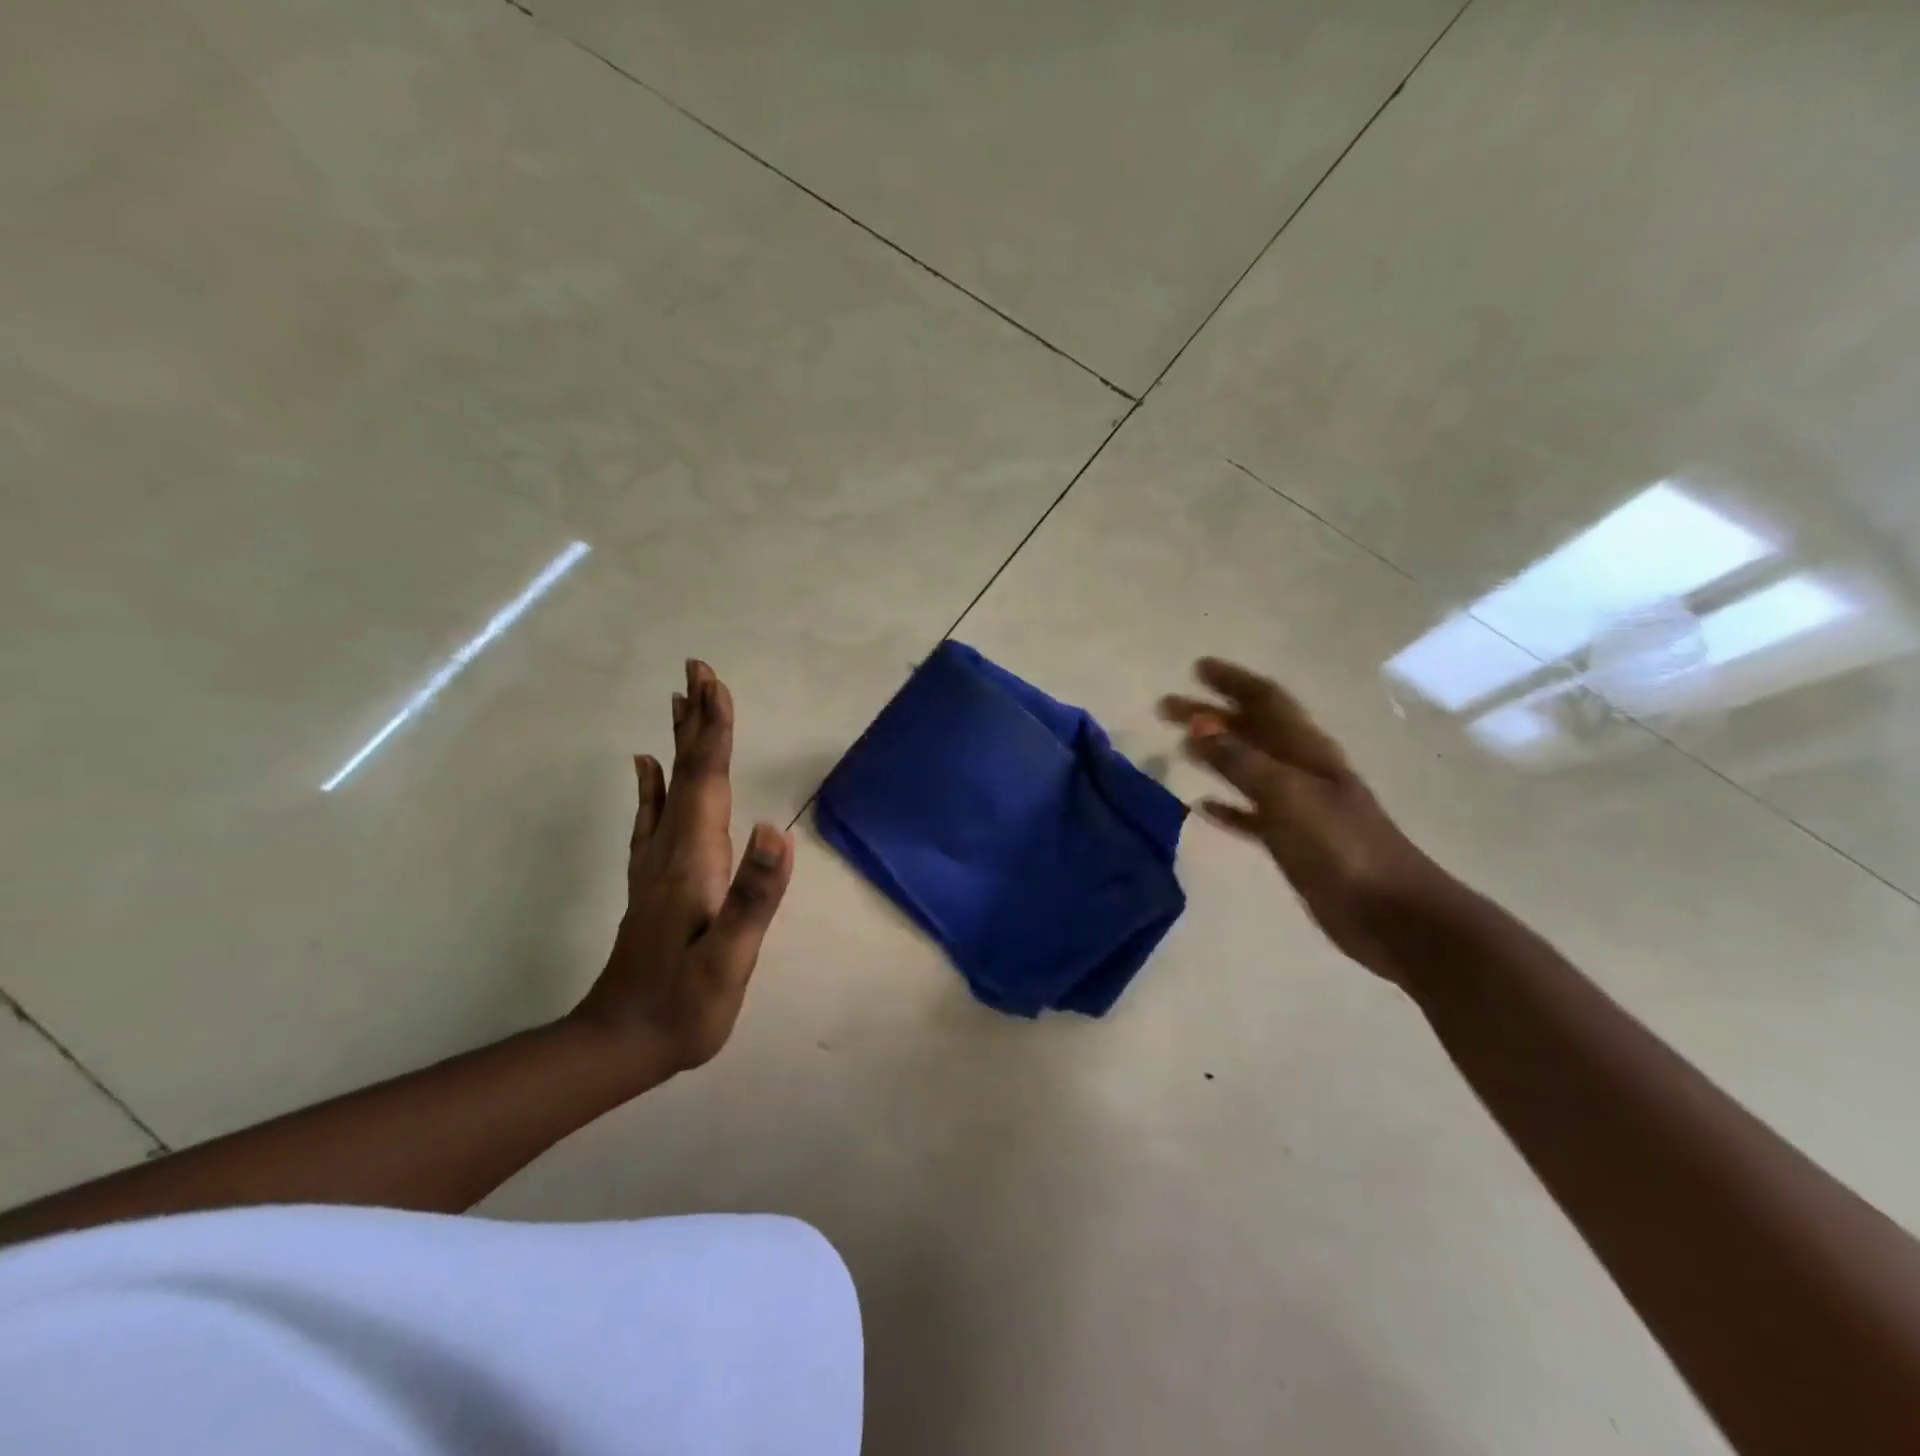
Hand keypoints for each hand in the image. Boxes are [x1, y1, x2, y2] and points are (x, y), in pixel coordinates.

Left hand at [572, 659, 794, 1071]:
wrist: (620, 1044)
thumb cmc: (684, 1004)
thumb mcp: (728, 958)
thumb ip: (752, 895)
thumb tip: (773, 830)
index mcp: (692, 859)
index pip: (705, 781)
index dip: (713, 732)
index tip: (714, 683)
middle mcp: (670, 850)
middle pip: (685, 772)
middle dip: (695, 720)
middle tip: (696, 670)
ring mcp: (656, 865)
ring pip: (669, 787)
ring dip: (678, 742)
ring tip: (679, 702)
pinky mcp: (652, 882)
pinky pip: (652, 817)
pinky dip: (653, 785)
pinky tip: (647, 768)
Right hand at [1159, 658, 1453, 979]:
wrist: (1390, 913)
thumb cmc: (1341, 846)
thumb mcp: (1287, 795)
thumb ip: (1241, 761)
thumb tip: (1199, 727)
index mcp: (1307, 750)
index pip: (1265, 701)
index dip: (1233, 681)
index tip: (1196, 668)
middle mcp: (1301, 770)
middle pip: (1250, 730)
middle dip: (1210, 714)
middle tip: (1166, 708)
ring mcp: (1297, 806)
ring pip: (1246, 768)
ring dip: (1213, 753)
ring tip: (1178, 745)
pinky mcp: (1291, 841)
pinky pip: (1250, 814)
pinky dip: (1227, 805)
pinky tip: (1202, 806)